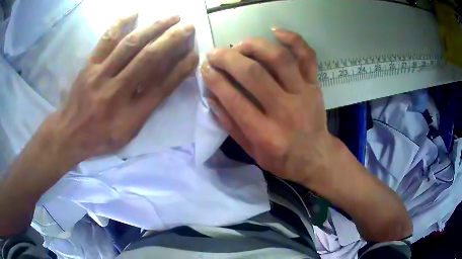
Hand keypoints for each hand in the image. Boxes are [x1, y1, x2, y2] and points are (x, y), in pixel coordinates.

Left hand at [46, 14, 197, 165]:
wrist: (70, 134)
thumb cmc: (101, 137)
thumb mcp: (128, 132)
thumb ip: (146, 108)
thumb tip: (164, 81)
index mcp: (130, 114)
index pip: (162, 86)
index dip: (181, 68)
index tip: (194, 53)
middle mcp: (117, 92)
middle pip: (148, 59)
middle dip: (172, 39)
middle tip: (188, 27)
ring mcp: (100, 75)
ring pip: (130, 45)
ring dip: (154, 27)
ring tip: (171, 17)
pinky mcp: (88, 66)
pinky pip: (105, 40)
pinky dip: (120, 24)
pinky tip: (133, 12)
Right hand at [201, 28, 334, 183]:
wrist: (316, 158)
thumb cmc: (282, 159)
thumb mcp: (251, 151)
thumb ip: (230, 124)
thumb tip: (210, 96)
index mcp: (266, 133)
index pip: (234, 99)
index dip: (215, 80)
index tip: (204, 68)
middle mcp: (285, 110)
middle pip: (254, 74)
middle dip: (228, 59)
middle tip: (214, 53)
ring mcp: (303, 93)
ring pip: (279, 58)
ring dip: (254, 46)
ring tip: (239, 45)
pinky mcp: (314, 85)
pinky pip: (307, 56)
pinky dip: (293, 39)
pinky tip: (275, 31)